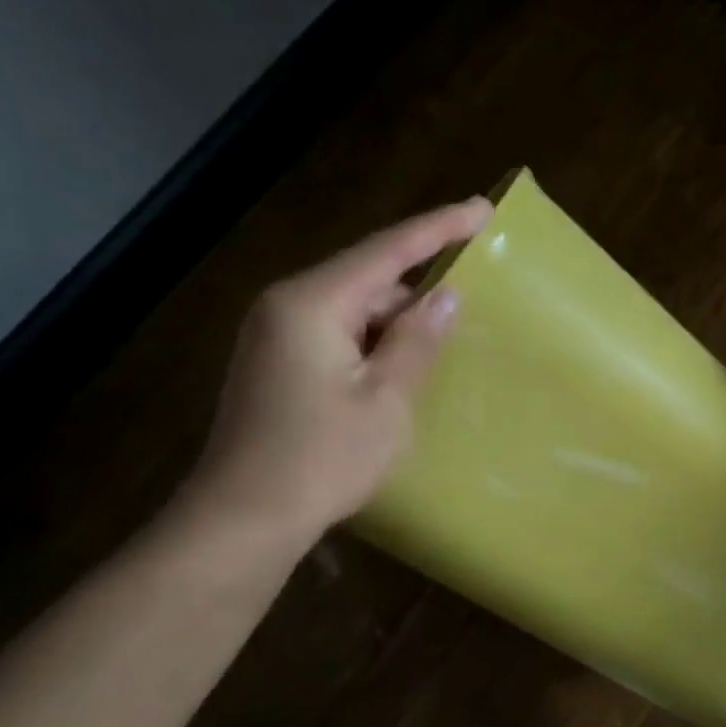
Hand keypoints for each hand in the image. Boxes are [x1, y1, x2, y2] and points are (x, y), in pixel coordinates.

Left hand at [180, 198, 492, 553]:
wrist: (245, 517)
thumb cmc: (322, 459)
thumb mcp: (386, 400)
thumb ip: (417, 341)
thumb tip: (445, 296)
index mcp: (312, 303)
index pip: (386, 251)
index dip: (438, 228)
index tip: (481, 209)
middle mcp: (286, 305)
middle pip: (366, 277)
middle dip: (418, 283)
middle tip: (471, 292)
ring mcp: (274, 335)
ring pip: (350, 308)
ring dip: (395, 318)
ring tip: (442, 336)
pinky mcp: (274, 363)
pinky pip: (334, 333)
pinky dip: (371, 340)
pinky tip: (398, 364)